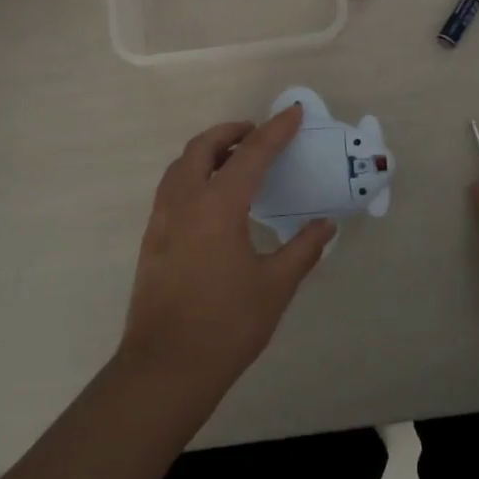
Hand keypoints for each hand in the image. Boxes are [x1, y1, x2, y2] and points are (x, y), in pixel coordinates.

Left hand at [119, 104, 336, 399]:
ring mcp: (162, 219)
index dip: (275, 130)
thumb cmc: (227, 324)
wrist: (166, 366)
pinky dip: (192, 175)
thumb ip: (302, 249)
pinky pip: (171, 188)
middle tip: (257, 134)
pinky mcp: (151, 239)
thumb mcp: (275, 286)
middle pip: (203, 147)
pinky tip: (211, 199)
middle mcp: (185, 201)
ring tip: (234, 161)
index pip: (252, 154)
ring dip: (207, 151)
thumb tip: (326, 225)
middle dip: (231, 132)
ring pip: (181, 165)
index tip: (293, 112)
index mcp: (218, 205)